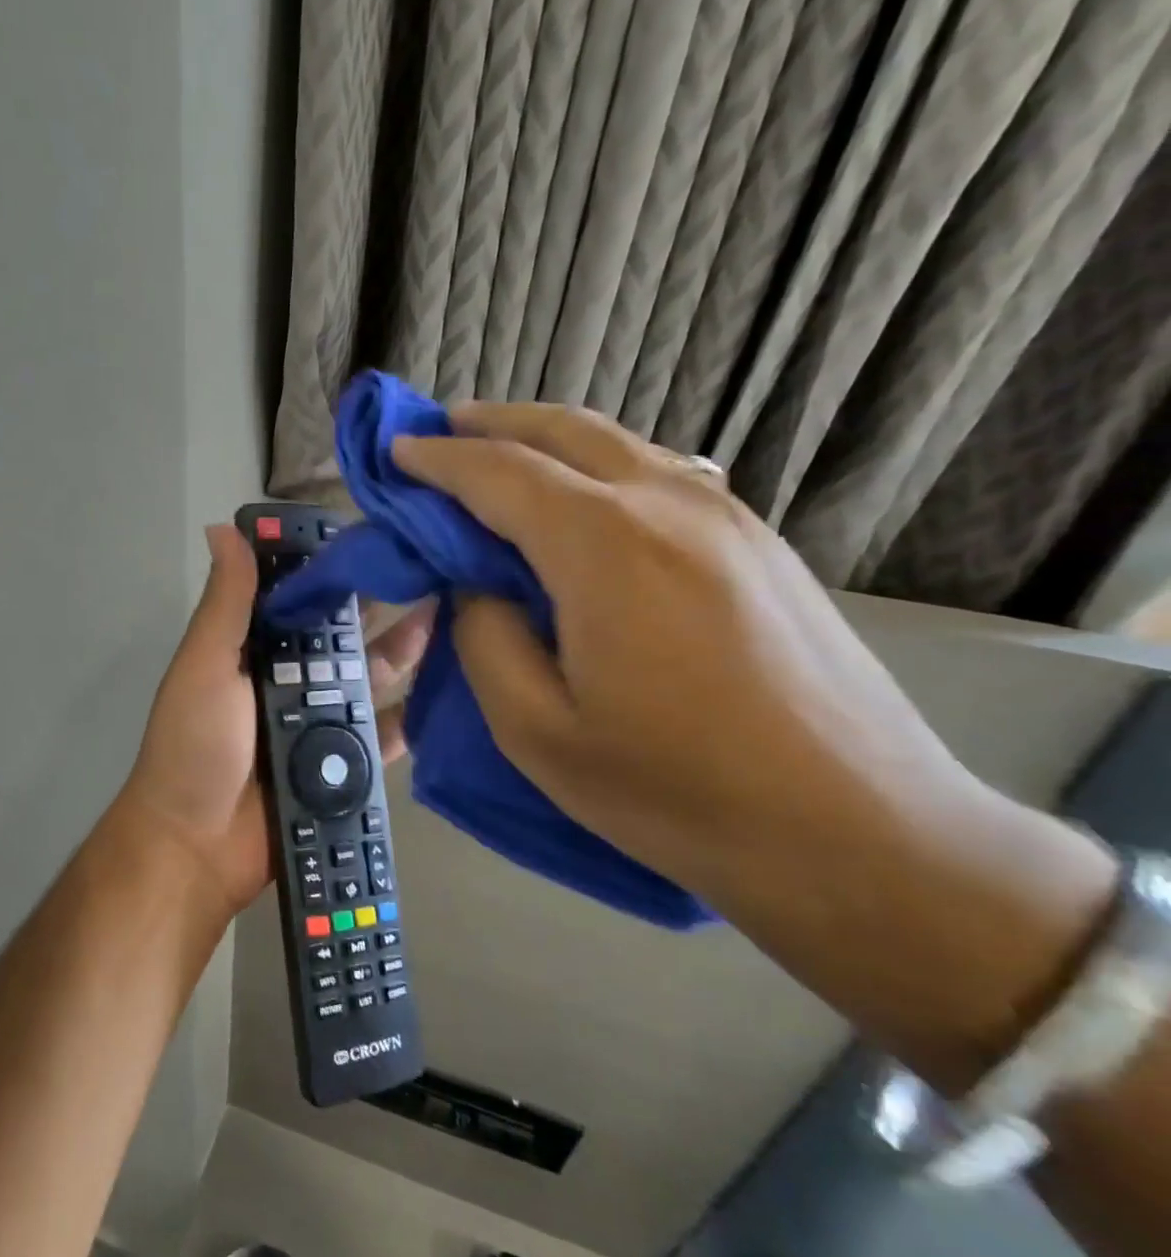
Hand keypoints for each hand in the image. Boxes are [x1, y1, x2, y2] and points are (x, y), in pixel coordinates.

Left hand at [118, 524, 430, 917]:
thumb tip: (224, 527)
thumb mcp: (205, 666)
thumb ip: (226, 604)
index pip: (299, 599)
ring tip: (455, 612)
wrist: (197, 847)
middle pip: (343, 637)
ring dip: (407, 650)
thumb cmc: (195, 745)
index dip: (333, 569)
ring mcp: (320, 725)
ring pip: (371, 679)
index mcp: (254, 651)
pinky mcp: (345, 767)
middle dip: (381, 605)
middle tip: (435, 568)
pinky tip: (455, 686)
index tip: (377, 533)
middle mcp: (290, 681)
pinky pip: (387, 735)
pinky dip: (415, 714)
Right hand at [391, 403, 985, 903]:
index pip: (498, 473)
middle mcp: (667, 504)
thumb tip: (479, 586)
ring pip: (617, 444)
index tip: (395, 451)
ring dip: (546, 439)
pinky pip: (659, 473)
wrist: (860, 833)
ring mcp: (726, 517)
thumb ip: (486, 638)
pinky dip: (599, 464)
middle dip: (490, 423)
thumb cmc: (678, 790)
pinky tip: (583, 496)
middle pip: (562, 431)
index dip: (437, 459)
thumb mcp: (537, 731)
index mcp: (603, 545)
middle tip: (441, 430)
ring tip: (501, 453)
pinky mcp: (760, 542)